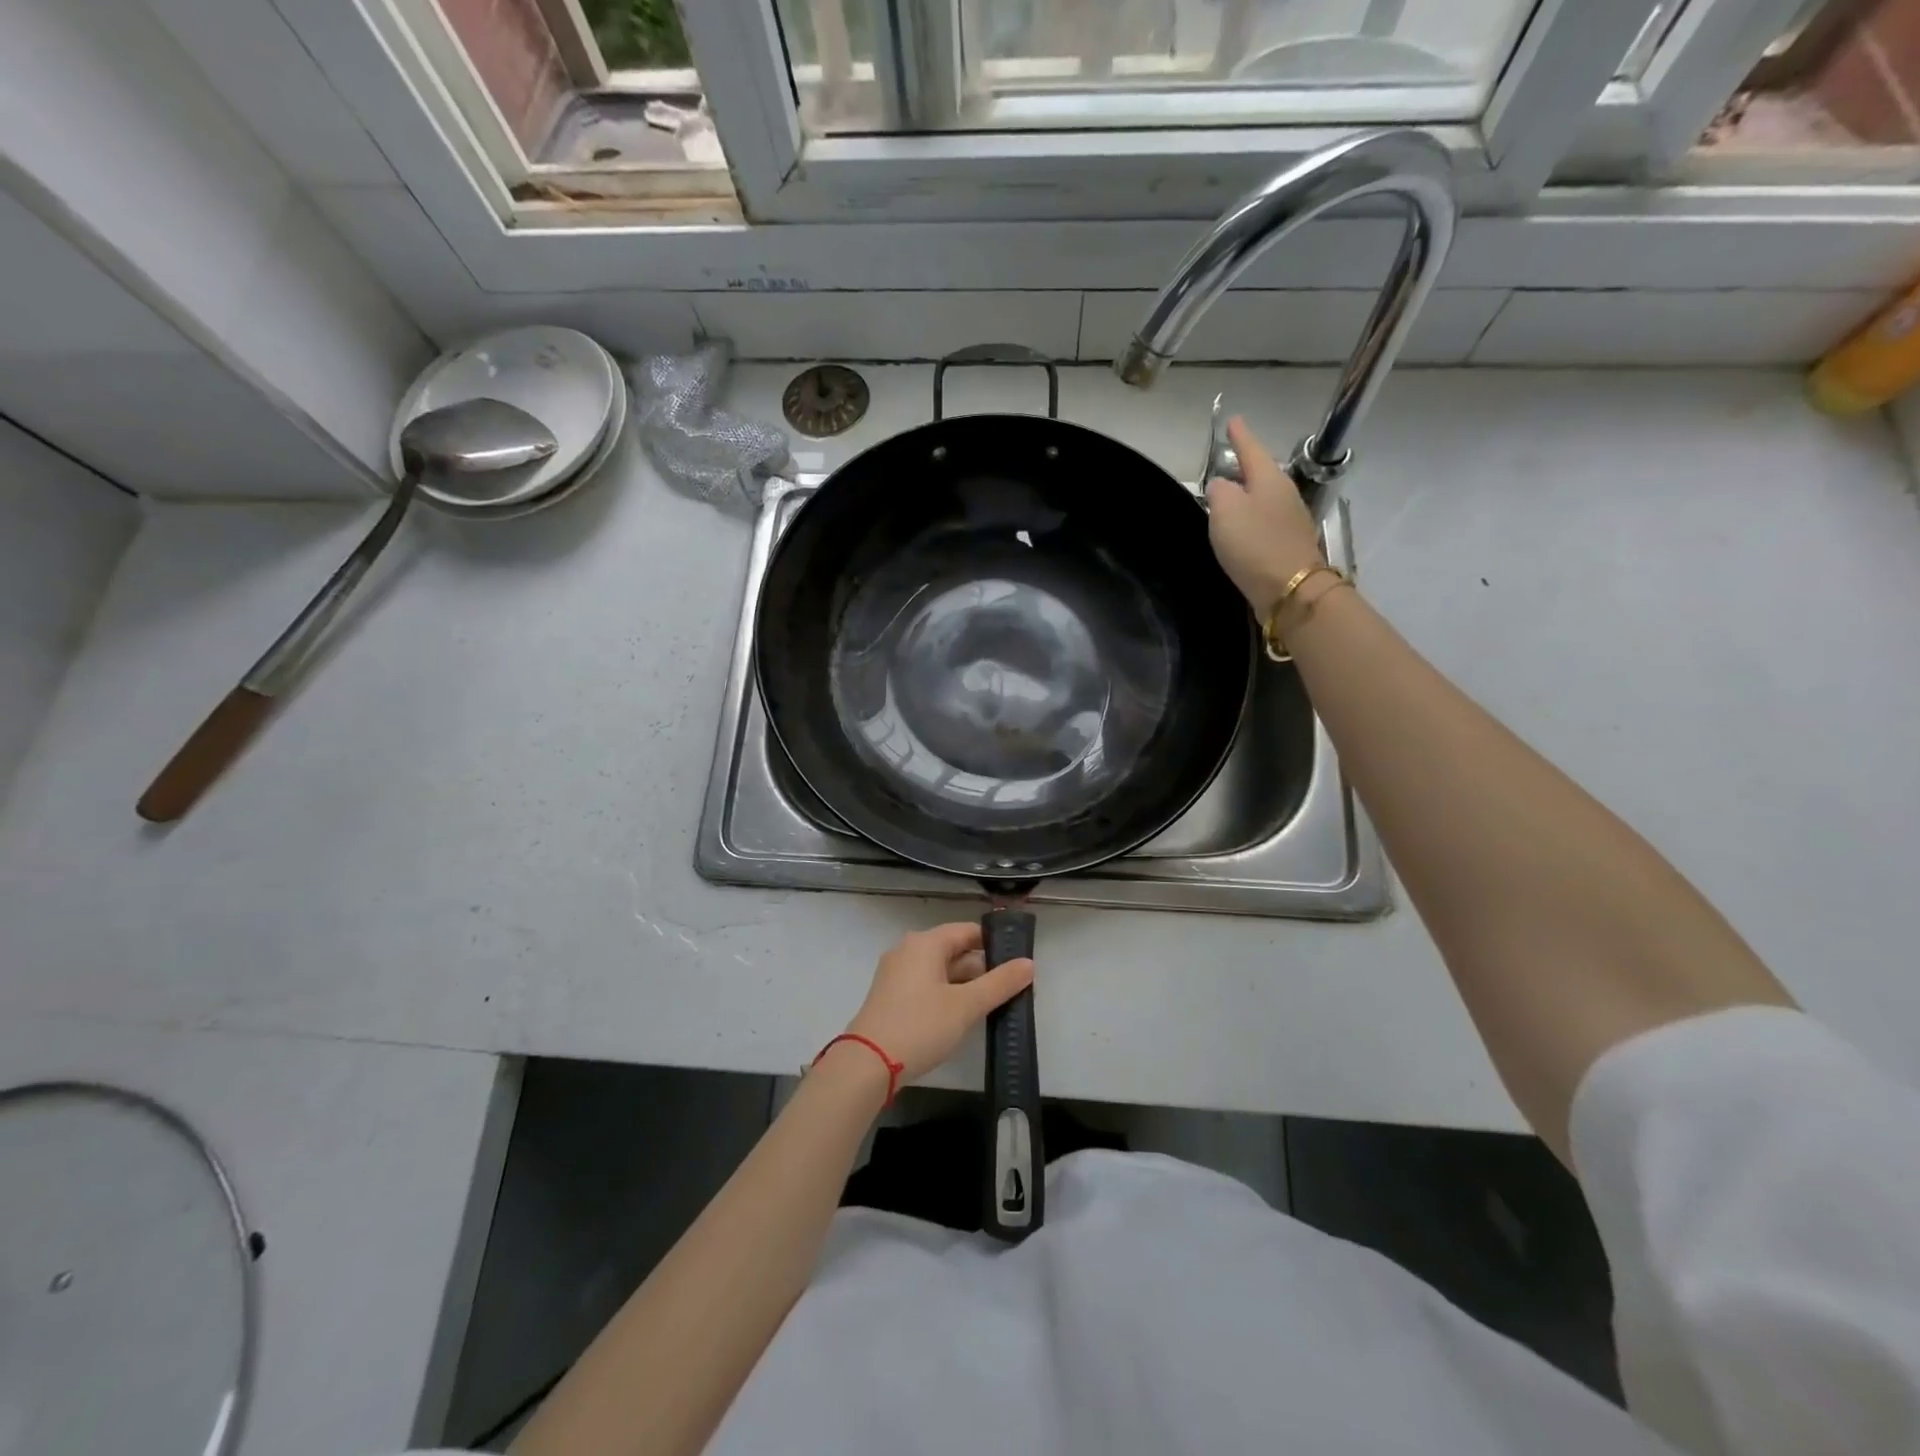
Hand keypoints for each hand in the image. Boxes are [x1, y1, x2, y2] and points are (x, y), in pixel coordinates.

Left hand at [844, 923, 1034, 1083]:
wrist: (867, 1064)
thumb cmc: (920, 1026)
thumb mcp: (966, 1006)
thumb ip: (1000, 983)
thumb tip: (1029, 963)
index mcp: (925, 943)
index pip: (967, 931)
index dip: (994, 944)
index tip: (1017, 964)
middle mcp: (908, 950)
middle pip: (954, 950)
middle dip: (982, 969)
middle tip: (1010, 990)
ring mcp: (896, 973)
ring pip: (940, 970)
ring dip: (965, 985)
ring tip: (991, 1006)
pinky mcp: (890, 996)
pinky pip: (926, 985)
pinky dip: (946, 995)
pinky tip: (961, 1017)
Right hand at [1205, 417, 1324, 618]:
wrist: (1290, 590)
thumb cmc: (1254, 544)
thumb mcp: (1225, 510)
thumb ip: (1219, 491)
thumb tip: (1221, 486)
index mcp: (1269, 479)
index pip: (1251, 449)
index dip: (1240, 435)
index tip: (1232, 420)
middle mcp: (1284, 494)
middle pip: (1261, 473)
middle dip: (1244, 467)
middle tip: (1226, 462)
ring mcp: (1290, 521)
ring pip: (1264, 498)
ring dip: (1247, 496)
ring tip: (1228, 497)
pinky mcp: (1288, 546)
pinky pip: (1265, 523)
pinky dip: (1251, 520)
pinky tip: (1240, 529)